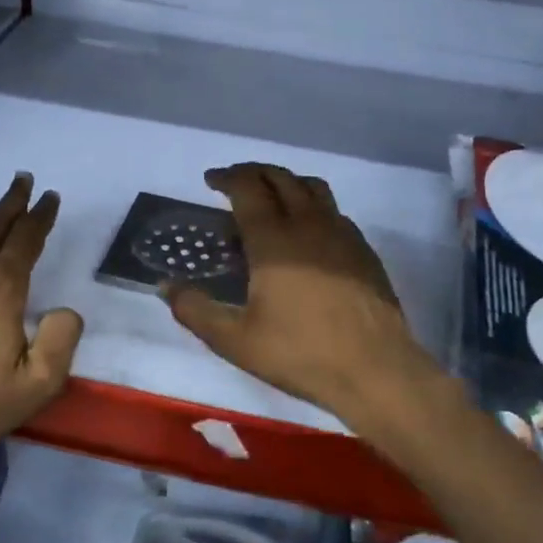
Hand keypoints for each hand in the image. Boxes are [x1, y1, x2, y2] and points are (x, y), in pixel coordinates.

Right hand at [163, 163, 442, 434]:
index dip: (227, 177)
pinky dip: (312, 206)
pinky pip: (334, 211)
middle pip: (281, 178)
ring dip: (286, 182)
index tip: (210, 180)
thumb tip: (166, 285)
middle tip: (234, 182)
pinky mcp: (364, 250)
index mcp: (274, 240)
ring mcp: (342, 234)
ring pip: (313, 187)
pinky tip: (307, 233)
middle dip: (254, 172)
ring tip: (271, 198)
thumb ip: (195, 310)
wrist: (376, 370)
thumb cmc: (301, 353)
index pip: (248, 188)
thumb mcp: (235, 340)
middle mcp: (309, 224)